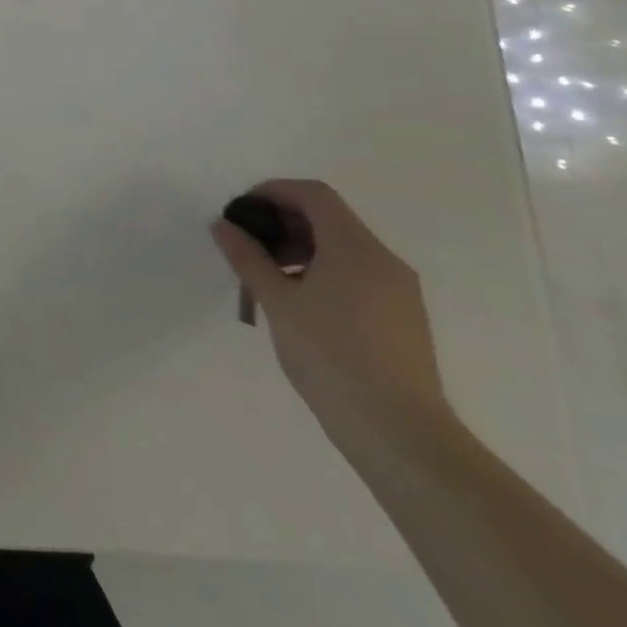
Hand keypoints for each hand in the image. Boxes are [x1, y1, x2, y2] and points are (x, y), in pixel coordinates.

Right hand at [213, 179, 451, 449]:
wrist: (400, 434)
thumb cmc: (331, 357)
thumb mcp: (277, 302)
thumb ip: (247, 257)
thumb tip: (223, 225)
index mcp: (355, 247)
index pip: (313, 194)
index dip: (273, 192)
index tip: (243, 212)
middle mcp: (384, 260)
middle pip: (329, 219)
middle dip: (283, 224)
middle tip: (249, 247)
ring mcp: (399, 291)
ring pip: (343, 249)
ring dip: (301, 250)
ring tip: (268, 280)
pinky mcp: (403, 318)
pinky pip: (358, 275)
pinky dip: (323, 273)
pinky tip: (300, 306)